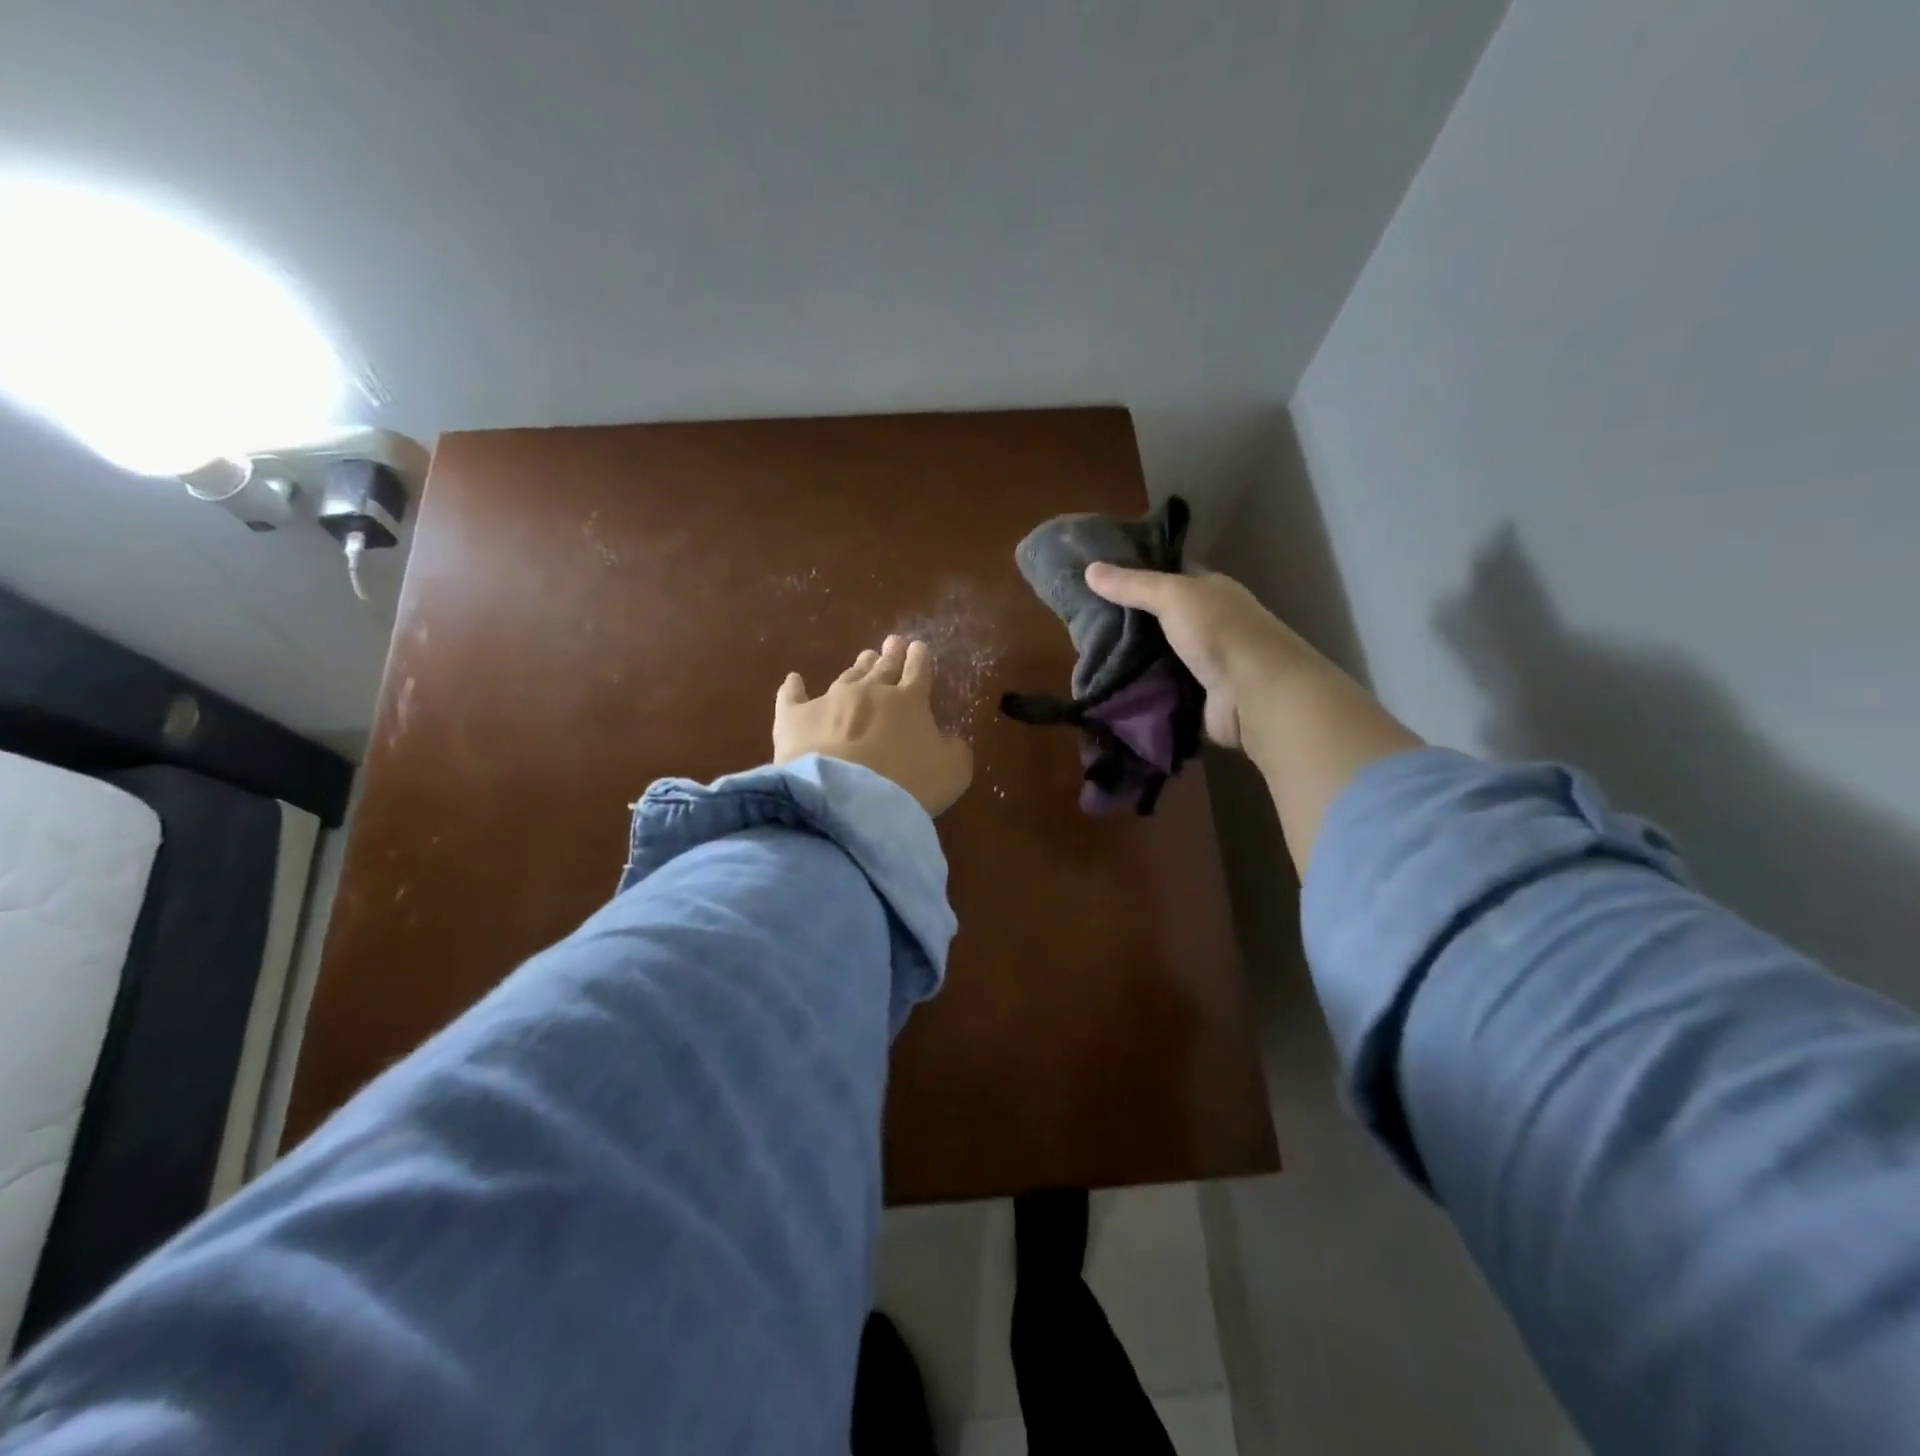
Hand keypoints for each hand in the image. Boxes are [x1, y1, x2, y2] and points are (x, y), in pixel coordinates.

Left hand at [773, 635, 974, 816]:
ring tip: (863, 658)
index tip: (918, 647)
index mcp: (910, 701)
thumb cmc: (908, 784)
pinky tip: (794, 679)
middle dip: (890, 655)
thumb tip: (949, 740)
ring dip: (857, 667)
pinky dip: (794, 687)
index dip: (919, 659)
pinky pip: (793, 696)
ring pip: (847, 676)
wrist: (847, 797)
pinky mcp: (795, 717)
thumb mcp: (952, 772)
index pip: (918, 672)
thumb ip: (955, 750)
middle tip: (892, 642)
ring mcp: (830, 700)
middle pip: (882, 668)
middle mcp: (870, 691)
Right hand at [1084, 564, 1313, 750]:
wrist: (1255, 692)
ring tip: (1089, 656)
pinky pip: (1163, 687)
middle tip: (1084, 622)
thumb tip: (1089, 569)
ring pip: (1160, 654)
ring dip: (1133, 658)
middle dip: (1129, 621)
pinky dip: (1143, 688)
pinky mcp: (1200, 696)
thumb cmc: (1219, 631)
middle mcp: (1212, 622)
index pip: (1171, 575)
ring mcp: (1207, 662)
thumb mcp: (1172, 596)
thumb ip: (1133, 585)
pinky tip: (1112, 686)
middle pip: (1162, 618)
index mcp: (1211, 591)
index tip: (1099, 579)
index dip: (1138, 574)